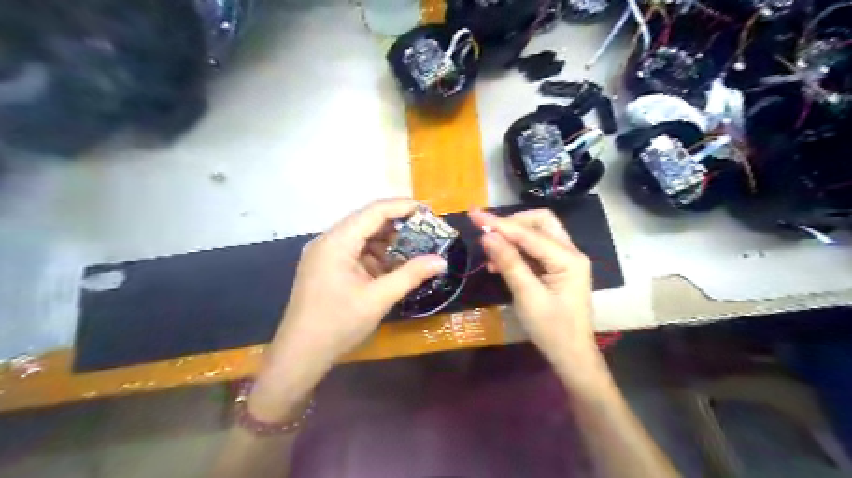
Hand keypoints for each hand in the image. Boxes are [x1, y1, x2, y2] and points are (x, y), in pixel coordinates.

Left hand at [248, 199, 442, 419]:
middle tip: (426, 232)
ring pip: (361, 236)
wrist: (300, 354)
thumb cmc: (338, 325)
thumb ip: (410, 275)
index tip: (429, 212)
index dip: (403, 207)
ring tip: (414, 250)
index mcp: (337, 242)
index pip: (374, 212)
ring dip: (387, 242)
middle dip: (398, 225)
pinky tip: (392, 266)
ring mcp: (324, 253)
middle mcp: (328, 240)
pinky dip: (375, 255)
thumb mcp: (378, 299)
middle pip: (367, 221)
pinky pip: (355, 251)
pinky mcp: (326, 266)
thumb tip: (441, 261)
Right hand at [468, 209, 601, 380]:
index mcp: (568, 258)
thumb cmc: (552, 330)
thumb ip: (509, 262)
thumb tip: (487, 235)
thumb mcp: (527, 296)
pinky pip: (535, 251)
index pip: (529, 233)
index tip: (474, 215)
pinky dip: (516, 252)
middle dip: (512, 224)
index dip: (500, 224)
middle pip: (539, 223)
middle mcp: (569, 253)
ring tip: (489, 252)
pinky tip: (498, 264)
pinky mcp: (557, 270)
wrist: (572, 357)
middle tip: (487, 231)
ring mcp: (564, 261)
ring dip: (512, 239)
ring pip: (536, 235)